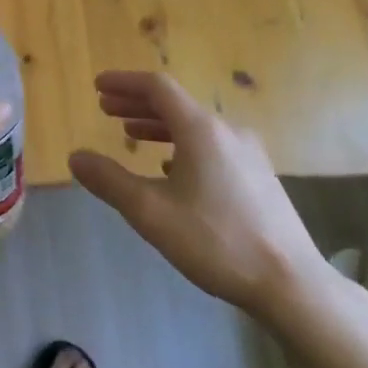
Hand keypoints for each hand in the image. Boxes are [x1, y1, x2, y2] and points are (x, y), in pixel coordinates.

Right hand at [69, 71, 335, 324]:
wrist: (291, 284)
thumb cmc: (216, 241)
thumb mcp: (151, 213)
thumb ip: (109, 181)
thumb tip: (75, 157)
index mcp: (200, 130)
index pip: (157, 87)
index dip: (124, 83)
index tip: (98, 87)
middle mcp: (226, 131)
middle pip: (175, 104)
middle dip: (136, 103)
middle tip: (106, 108)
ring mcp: (248, 154)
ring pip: (194, 126)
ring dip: (158, 125)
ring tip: (131, 134)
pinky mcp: (259, 177)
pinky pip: (212, 146)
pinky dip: (182, 145)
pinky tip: (172, 169)